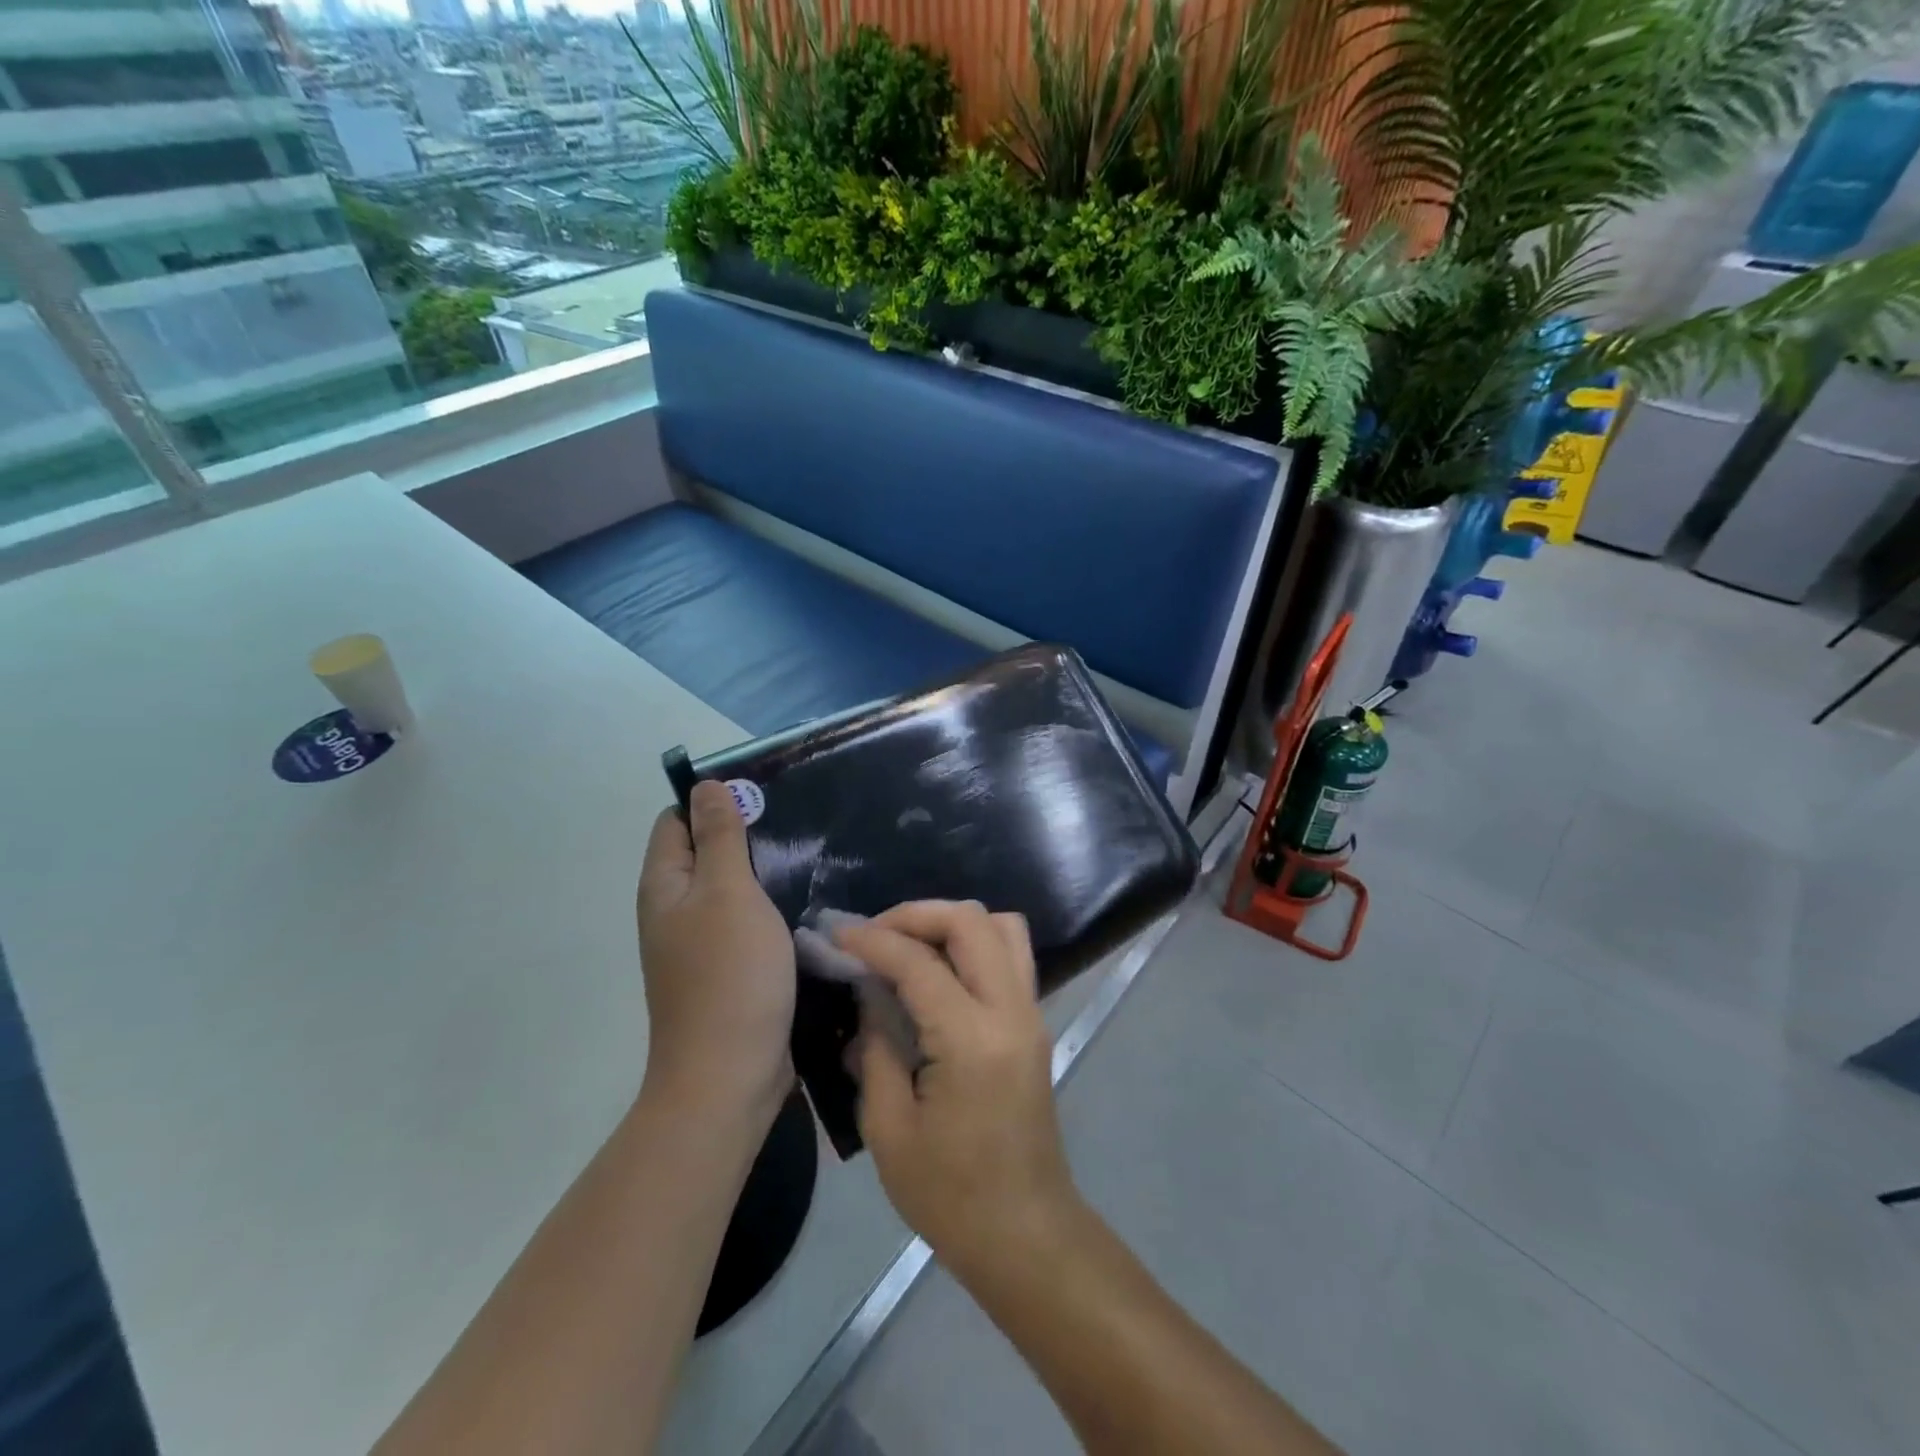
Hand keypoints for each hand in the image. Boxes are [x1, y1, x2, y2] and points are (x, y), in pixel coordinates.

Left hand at [637, 781, 794, 1126]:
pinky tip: (801, 902)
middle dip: (743, 834)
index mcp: (664, 885)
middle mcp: (673, 910)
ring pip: (727, 888)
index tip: (761, 797)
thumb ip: (718, 836)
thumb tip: (703, 785)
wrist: (729, 1075)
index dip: (711, 801)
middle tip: (794, 825)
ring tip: (806, 856)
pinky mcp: (726, 968)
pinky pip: (743, 921)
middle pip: (702, 852)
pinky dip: (767, 906)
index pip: (675, 821)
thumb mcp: (727, 892)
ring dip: (760, 871)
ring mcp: (698, 943)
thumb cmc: (729, 974)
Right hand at [837, 902, 1079, 1280]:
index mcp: (972, 1039)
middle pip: (970, 921)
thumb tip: (868, 996)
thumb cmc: (950, 1195)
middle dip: (915, 915)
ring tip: (908, 945)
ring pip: (1000, 926)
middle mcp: (1011, 1010)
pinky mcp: (1034, 1022)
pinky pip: (1008, 953)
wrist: (1026, 1233)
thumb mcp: (889, 1129)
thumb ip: (876, 1048)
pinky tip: (937, 971)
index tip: (836, 935)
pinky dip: (971, 943)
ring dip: (950, 922)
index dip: (872, 941)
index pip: (919, 962)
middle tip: (873, 934)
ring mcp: (1031, 1012)